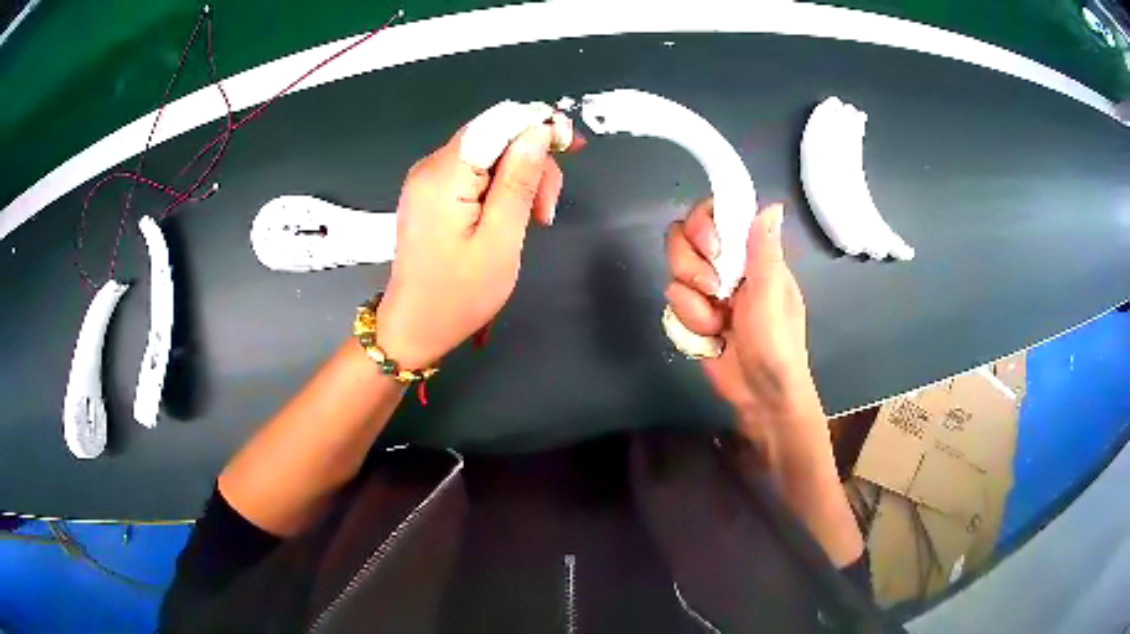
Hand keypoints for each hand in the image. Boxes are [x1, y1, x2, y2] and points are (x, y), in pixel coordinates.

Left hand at [377, 124, 564, 368]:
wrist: (415, 327)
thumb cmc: (459, 295)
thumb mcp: (501, 240)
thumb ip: (519, 182)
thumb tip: (538, 132)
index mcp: (445, 175)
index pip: (497, 122)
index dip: (537, 125)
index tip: (570, 148)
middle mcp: (431, 167)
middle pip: (494, 137)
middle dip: (531, 162)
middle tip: (547, 210)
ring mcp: (428, 180)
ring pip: (488, 155)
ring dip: (519, 179)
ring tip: (535, 220)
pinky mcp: (431, 193)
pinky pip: (474, 173)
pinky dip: (500, 188)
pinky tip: (511, 216)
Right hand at [665, 200, 826, 468]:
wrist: (761, 396)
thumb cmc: (777, 344)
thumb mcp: (773, 296)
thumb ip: (765, 251)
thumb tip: (772, 206)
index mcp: (750, 254)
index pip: (715, 215)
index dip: (704, 224)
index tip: (712, 249)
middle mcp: (725, 266)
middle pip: (682, 238)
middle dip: (691, 267)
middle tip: (715, 290)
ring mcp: (706, 291)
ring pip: (674, 274)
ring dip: (694, 304)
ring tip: (717, 325)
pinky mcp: (691, 315)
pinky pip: (672, 304)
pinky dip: (689, 324)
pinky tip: (710, 338)